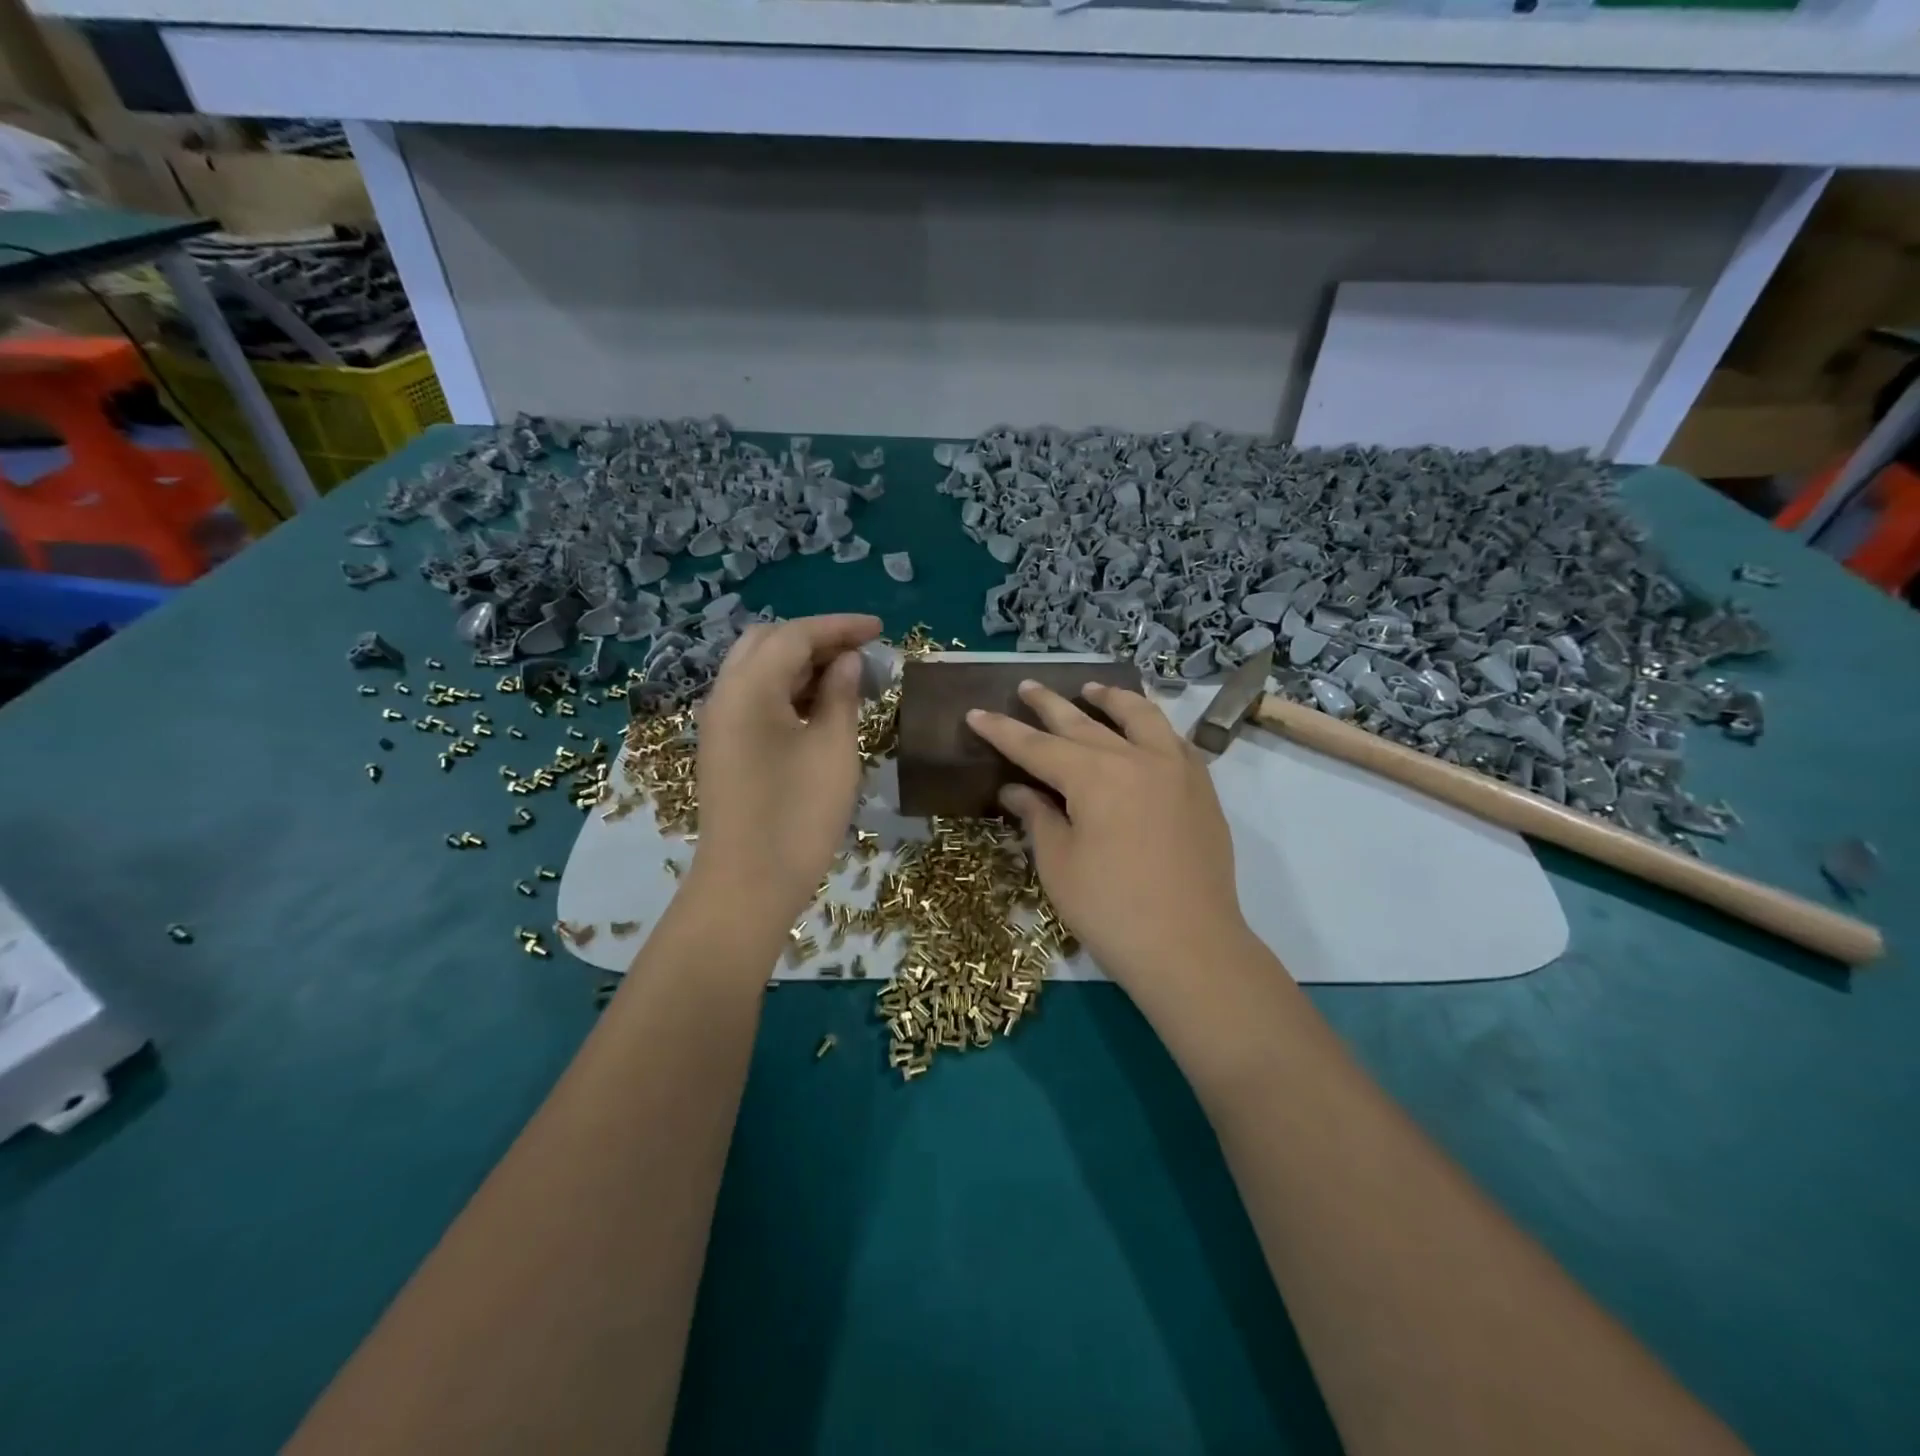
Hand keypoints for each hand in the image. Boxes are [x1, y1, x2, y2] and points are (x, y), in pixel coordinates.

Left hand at [689, 614, 882, 929]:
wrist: (747, 885)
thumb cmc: (798, 815)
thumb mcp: (833, 749)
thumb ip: (841, 695)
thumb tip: (848, 661)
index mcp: (748, 688)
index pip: (794, 635)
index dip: (839, 627)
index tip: (880, 629)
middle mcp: (724, 695)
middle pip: (768, 643)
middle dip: (816, 639)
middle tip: (861, 652)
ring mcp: (720, 723)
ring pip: (759, 671)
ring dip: (802, 665)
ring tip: (848, 677)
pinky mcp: (724, 748)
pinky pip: (755, 700)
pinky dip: (788, 690)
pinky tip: (821, 706)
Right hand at [967, 681, 1249, 991]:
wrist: (1190, 947)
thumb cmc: (1111, 909)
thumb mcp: (1059, 864)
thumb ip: (1037, 817)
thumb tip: (1014, 790)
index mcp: (1094, 776)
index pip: (1036, 746)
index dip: (1003, 730)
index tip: (976, 712)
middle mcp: (1136, 759)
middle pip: (1084, 722)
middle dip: (1049, 704)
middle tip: (1026, 687)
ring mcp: (1176, 769)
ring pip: (1140, 717)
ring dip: (1111, 699)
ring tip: (1091, 688)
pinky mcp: (1202, 789)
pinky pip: (1175, 740)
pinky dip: (1153, 726)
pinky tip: (1144, 730)